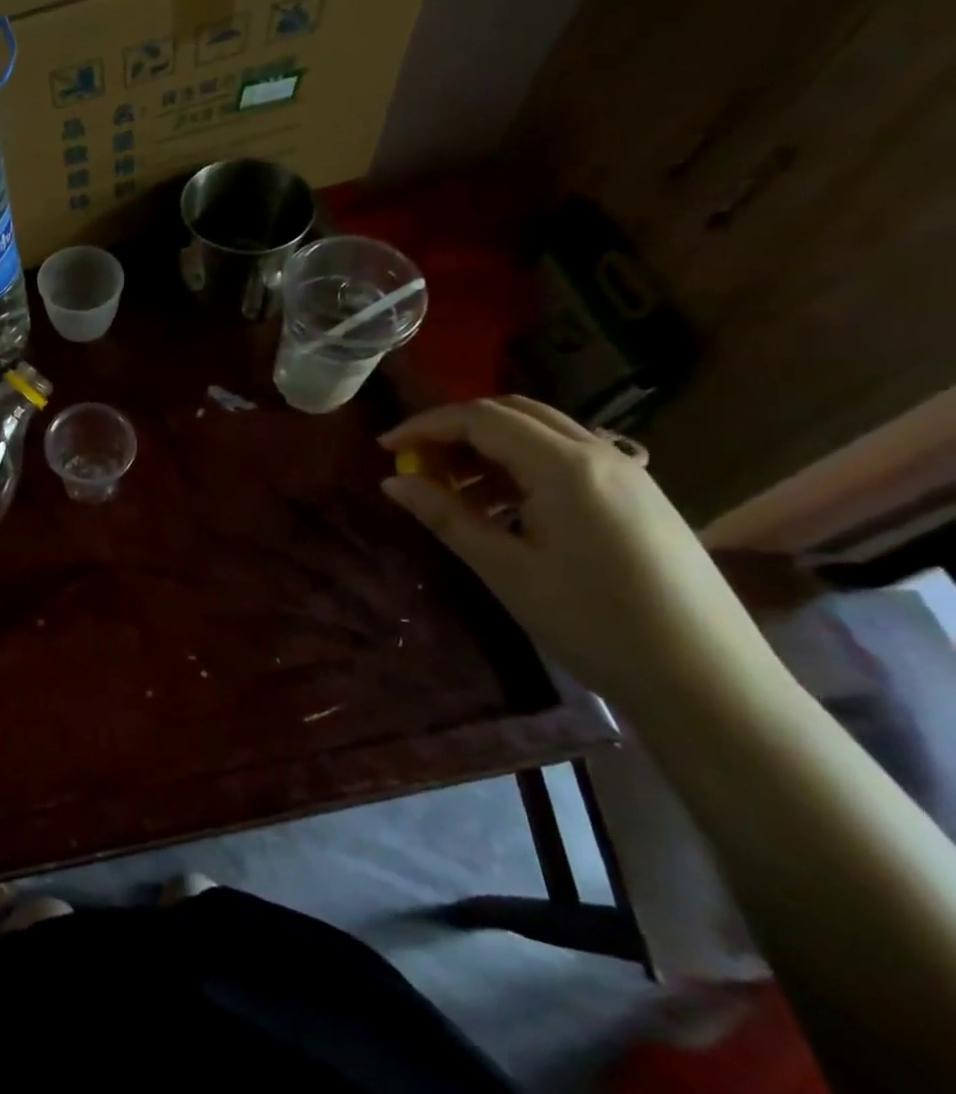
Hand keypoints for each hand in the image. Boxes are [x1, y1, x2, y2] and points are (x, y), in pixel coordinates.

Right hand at [379, 397, 778, 715]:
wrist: (708, 680)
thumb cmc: (595, 623)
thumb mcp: (506, 569)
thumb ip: (446, 517)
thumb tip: (393, 482)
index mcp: (565, 466)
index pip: (481, 418)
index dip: (425, 426)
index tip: (384, 448)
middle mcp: (599, 453)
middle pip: (513, 413)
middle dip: (455, 429)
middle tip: (415, 463)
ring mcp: (626, 473)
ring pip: (541, 433)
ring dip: (488, 447)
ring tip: (452, 491)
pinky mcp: (638, 496)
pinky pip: (567, 458)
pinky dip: (521, 466)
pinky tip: (503, 507)